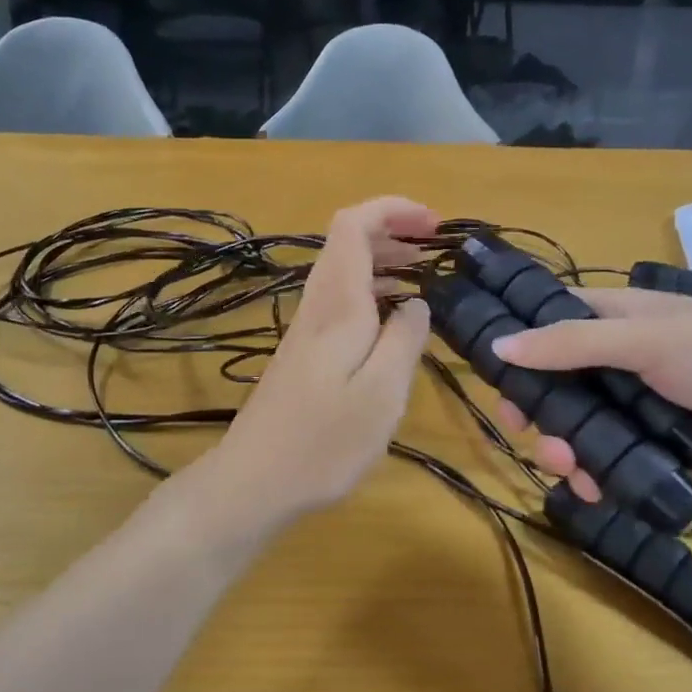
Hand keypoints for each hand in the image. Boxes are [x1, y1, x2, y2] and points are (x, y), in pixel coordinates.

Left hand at [201, 197, 437, 524]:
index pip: (353, 225)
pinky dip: (373, 292)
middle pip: (348, 241)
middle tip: (437, 248)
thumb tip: (417, 301)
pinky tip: (393, 321)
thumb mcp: (382, 392)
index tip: (434, 225)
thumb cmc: (324, 441)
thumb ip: (404, 338)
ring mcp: (307, 329)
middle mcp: (318, 306)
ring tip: (424, 275)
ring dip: (384, 261)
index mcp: (337, 304)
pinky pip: (342, 300)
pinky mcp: (304, 353)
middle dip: (394, 230)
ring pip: (345, 270)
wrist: (254, 481)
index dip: (392, 209)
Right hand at [490, 287, 691, 500]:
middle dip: (535, 404)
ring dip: (560, 445)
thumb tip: (499, 346)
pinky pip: (607, 464)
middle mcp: (624, 361)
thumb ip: (572, 343)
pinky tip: (589, 488)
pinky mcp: (652, 454)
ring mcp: (638, 410)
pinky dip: (592, 477)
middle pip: (559, 380)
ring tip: (563, 464)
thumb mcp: (648, 338)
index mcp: (623, 319)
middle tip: (518, 425)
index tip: (491, 365)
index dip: (523, 338)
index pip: (558, 320)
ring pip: (578, 426)